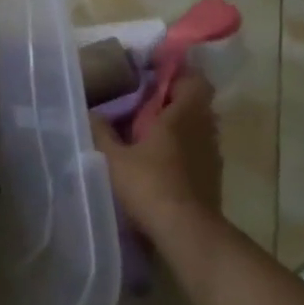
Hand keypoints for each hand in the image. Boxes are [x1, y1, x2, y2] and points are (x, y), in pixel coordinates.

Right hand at [90, 74, 222, 244]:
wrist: (187, 232)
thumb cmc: (150, 185)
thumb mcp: (113, 158)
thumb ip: (101, 132)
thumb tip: (90, 112)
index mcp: (183, 115)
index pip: (193, 79)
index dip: (176, 72)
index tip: (153, 74)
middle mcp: (204, 128)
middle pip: (196, 102)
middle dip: (173, 99)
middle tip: (144, 102)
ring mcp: (212, 154)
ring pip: (198, 127)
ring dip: (179, 125)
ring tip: (150, 132)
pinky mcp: (213, 177)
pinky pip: (199, 150)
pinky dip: (183, 148)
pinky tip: (160, 161)